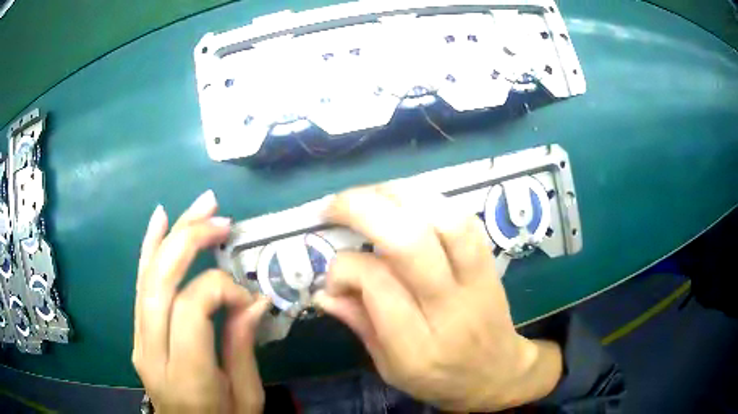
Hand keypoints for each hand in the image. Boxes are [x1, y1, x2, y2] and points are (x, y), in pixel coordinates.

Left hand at [132, 190, 269, 413]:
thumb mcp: (246, 397)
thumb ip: (242, 347)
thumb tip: (252, 299)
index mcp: (186, 376)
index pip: (190, 308)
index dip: (220, 288)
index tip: (246, 296)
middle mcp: (152, 353)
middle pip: (160, 281)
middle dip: (190, 240)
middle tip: (221, 219)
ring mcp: (139, 341)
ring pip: (147, 276)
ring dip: (173, 235)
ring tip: (201, 205)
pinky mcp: (137, 335)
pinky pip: (140, 286)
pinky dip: (149, 249)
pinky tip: (160, 220)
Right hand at [314, 185, 562, 410]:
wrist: (497, 373)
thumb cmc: (440, 379)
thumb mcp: (390, 368)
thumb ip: (359, 325)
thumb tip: (323, 291)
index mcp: (417, 347)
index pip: (377, 283)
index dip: (344, 267)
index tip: (333, 277)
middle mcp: (450, 309)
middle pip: (411, 242)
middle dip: (363, 209)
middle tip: (334, 206)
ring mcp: (477, 282)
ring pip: (445, 221)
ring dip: (400, 195)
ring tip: (371, 195)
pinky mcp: (490, 265)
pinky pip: (465, 221)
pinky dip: (432, 201)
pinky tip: (406, 203)